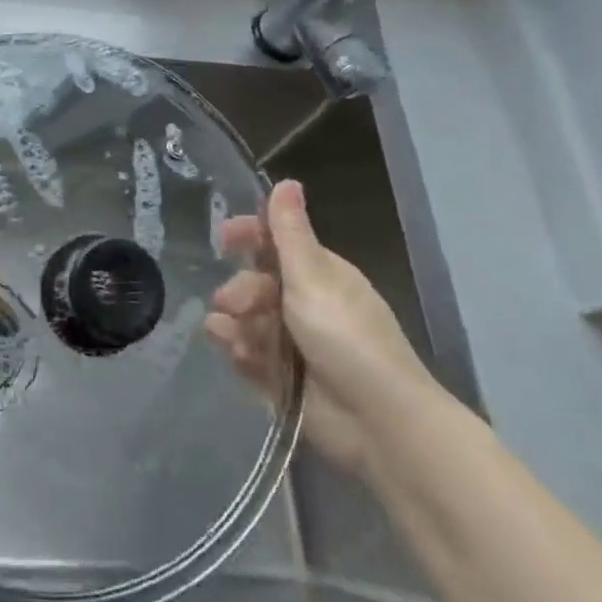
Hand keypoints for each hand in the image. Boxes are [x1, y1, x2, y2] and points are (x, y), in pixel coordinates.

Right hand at [204, 179, 442, 477]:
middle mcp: (306, 303)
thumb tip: (286, 180)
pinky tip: (237, 355)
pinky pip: (249, 355)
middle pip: (256, 283)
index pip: (276, 242)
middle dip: (239, 289)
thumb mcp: (313, 277)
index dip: (248, 236)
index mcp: (320, 274)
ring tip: (232, 336)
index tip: (222, 237)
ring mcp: (294, 342)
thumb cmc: (347, 338)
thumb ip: (290, 232)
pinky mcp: (283, 378)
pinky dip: (240, 352)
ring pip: (247, 319)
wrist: (379, 421)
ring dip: (234, 322)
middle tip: (234, 303)